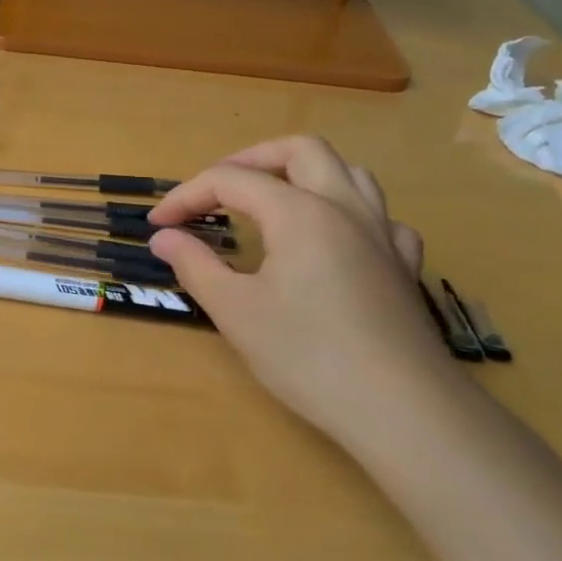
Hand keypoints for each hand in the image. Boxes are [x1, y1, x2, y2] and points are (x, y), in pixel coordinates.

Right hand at [148, 138, 456, 448]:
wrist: (401, 409)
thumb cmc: (307, 356)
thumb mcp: (235, 310)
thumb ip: (194, 264)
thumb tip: (163, 237)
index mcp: (299, 212)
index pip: (231, 180)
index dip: (187, 196)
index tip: (158, 225)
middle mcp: (345, 208)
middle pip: (300, 150)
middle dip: (250, 160)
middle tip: (216, 190)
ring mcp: (382, 234)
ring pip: (347, 172)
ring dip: (303, 174)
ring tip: (271, 201)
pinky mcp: (403, 265)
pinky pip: (378, 215)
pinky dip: (346, 212)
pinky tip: (332, 240)